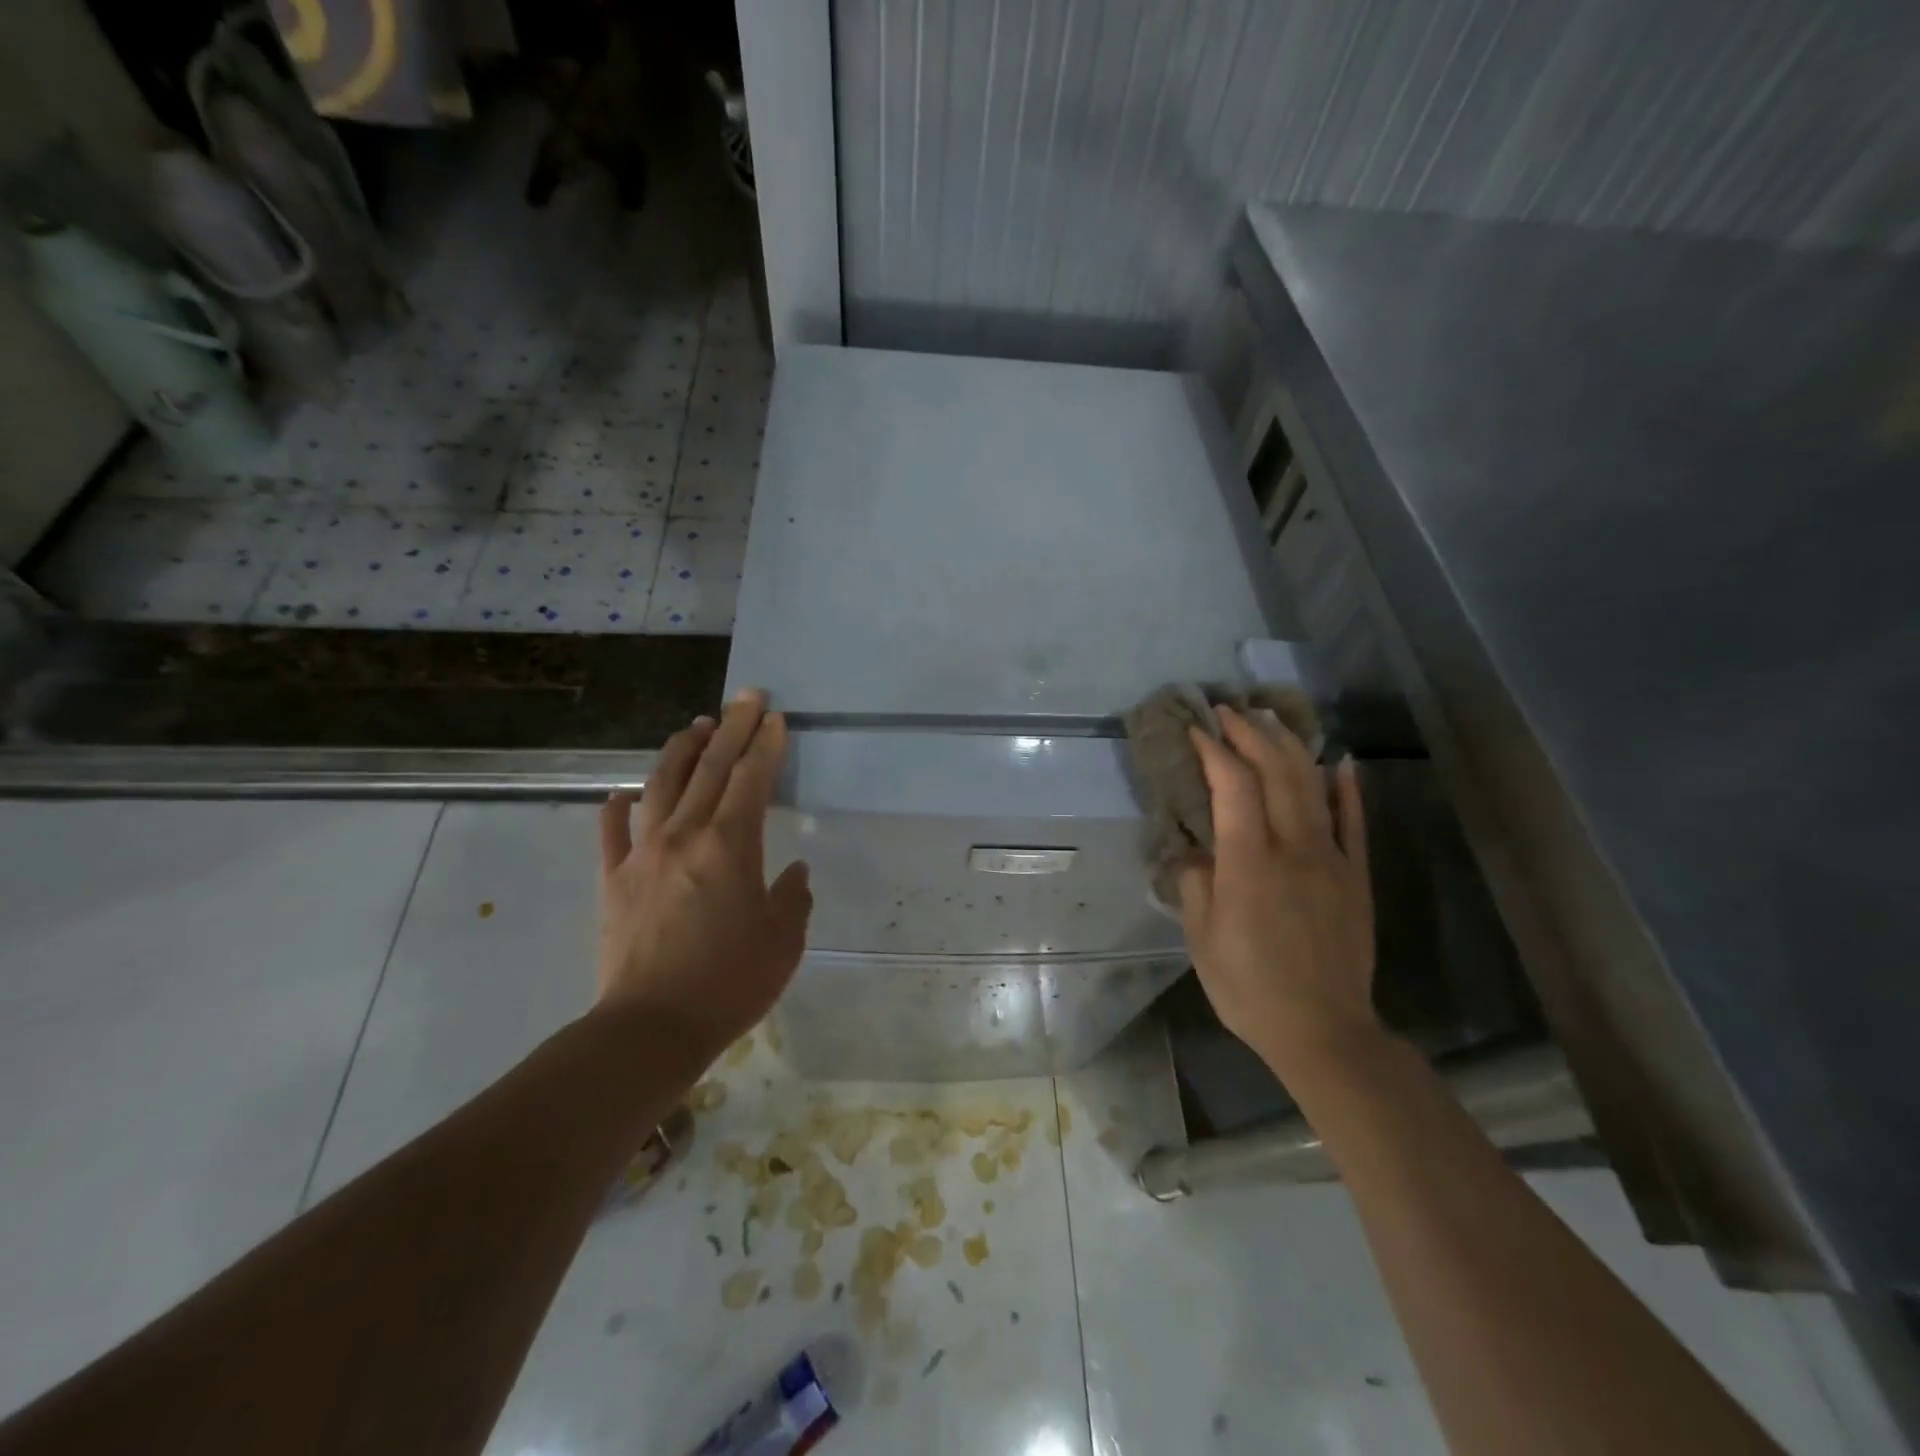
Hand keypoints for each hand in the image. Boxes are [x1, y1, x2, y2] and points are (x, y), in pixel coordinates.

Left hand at [595, 689, 811, 1060]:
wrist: (650, 1028)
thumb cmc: (729, 984)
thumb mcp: (783, 942)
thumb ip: (793, 898)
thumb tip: (794, 871)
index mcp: (729, 846)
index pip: (752, 779)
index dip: (766, 745)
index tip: (775, 718)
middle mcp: (684, 836)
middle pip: (710, 768)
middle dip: (732, 727)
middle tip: (746, 697)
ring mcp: (642, 854)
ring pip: (661, 785)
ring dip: (681, 750)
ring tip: (697, 726)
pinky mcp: (613, 879)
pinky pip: (612, 832)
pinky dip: (618, 807)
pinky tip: (624, 792)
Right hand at [1176, 706, 1376, 1073]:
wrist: (1323, 1029)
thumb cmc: (1249, 986)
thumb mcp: (1202, 938)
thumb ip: (1195, 883)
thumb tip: (1195, 850)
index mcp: (1250, 863)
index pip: (1234, 787)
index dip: (1215, 751)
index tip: (1197, 729)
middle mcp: (1294, 849)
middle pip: (1277, 773)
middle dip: (1252, 734)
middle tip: (1231, 710)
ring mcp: (1332, 859)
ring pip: (1313, 787)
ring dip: (1291, 747)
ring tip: (1271, 722)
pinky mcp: (1356, 877)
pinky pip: (1354, 822)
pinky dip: (1347, 788)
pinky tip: (1341, 761)